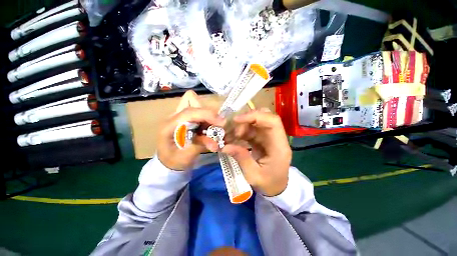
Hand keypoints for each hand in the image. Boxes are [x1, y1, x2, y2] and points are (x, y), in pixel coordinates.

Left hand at [157, 90, 224, 170]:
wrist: (167, 161)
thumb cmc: (173, 161)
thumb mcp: (185, 157)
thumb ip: (200, 146)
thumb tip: (216, 143)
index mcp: (169, 125)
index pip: (190, 112)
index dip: (207, 115)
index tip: (222, 123)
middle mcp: (174, 116)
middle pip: (192, 100)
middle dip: (207, 112)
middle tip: (217, 125)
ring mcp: (180, 115)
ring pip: (196, 103)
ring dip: (208, 114)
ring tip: (213, 127)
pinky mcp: (186, 118)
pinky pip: (199, 111)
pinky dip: (207, 118)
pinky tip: (210, 128)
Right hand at [222, 109, 290, 196]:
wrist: (277, 188)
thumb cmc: (268, 184)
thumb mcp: (253, 175)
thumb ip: (241, 158)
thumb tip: (225, 146)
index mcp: (279, 146)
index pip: (272, 122)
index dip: (255, 116)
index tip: (237, 120)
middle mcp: (276, 138)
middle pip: (264, 118)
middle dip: (246, 120)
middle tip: (232, 129)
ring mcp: (269, 137)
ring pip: (256, 123)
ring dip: (241, 127)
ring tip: (229, 136)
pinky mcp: (263, 139)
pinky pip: (252, 130)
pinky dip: (241, 132)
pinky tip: (233, 138)